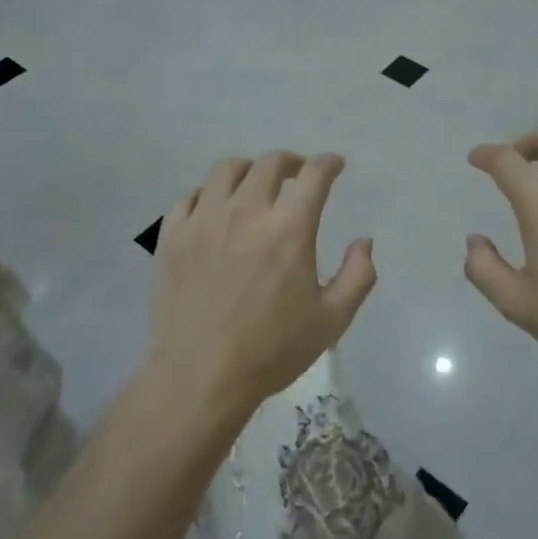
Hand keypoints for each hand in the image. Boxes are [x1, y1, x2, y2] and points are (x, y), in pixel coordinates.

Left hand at [151, 151, 376, 414]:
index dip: (328, 163)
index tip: (334, 165)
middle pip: (270, 163)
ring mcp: (204, 220)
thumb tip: (364, 242)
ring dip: (248, 170)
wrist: (201, 376)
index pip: (314, 176)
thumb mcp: (332, 320)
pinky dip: (207, 195)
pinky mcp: (173, 236)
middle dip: (291, 162)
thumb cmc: (272, 350)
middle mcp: (246, 212)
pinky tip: (214, 210)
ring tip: (254, 186)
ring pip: (226, 170)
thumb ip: (357, 275)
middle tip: (297, 175)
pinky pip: (189, 197)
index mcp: (288, 229)